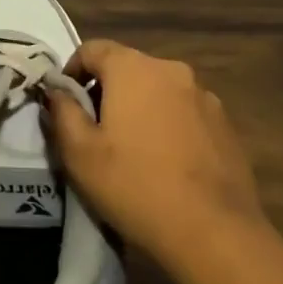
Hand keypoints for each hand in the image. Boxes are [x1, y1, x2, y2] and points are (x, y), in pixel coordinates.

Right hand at [42, 39, 266, 274]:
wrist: (216, 234)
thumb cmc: (136, 186)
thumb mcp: (80, 154)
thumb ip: (62, 112)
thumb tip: (57, 89)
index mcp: (132, 67)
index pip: (92, 49)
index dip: (73, 71)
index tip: (66, 104)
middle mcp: (169, 69)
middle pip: (127, 67)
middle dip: (107, 91)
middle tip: (96, 131)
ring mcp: (203, 95)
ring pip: (158, 90)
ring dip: (141, 108)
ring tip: (134, 150)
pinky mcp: (225, 124)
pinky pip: (185, 113)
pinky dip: (170, 126)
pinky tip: (168, 164)